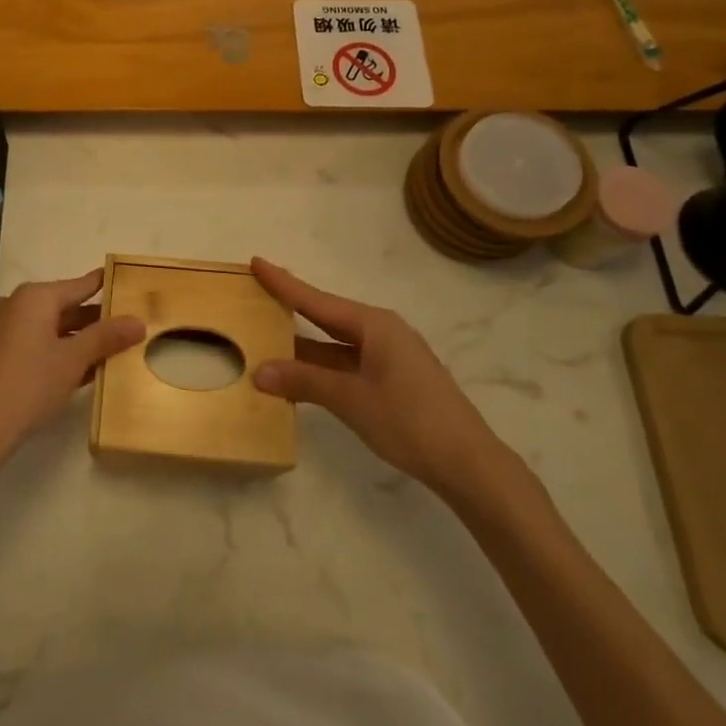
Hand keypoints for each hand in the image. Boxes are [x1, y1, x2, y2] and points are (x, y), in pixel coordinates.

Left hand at [0, 269, 144, 473]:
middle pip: (62, 306)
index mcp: (34, 298)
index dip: (104, 286)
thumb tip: (138, 320)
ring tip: (104, 352)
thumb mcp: (73, 361)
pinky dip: (51, 351)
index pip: (79, 286)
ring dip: (73, 339)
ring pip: (45, 327)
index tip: (125, 283)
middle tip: (124, 327)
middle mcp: (13, 305)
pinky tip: (70, 371)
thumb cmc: (28, 386)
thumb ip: (106, 337)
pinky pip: (28, 343)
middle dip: (92, 319)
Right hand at [249, 259, 520, 504]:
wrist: (468, 464)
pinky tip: (300, 376)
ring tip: (267, 337)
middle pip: (326, 316)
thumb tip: (259, 371)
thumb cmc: (410, 420)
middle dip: (292, 308)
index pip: (316, 299)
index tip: (256, 261)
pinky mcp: (394, 380)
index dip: (284, 283)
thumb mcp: (350, 399)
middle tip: (257, 295)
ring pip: (336, 344)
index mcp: (373, 325)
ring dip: (304, 346)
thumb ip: (304, 381)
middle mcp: (381, 332)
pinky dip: (321, 366)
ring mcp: (390, 357)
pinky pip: (347, 363)